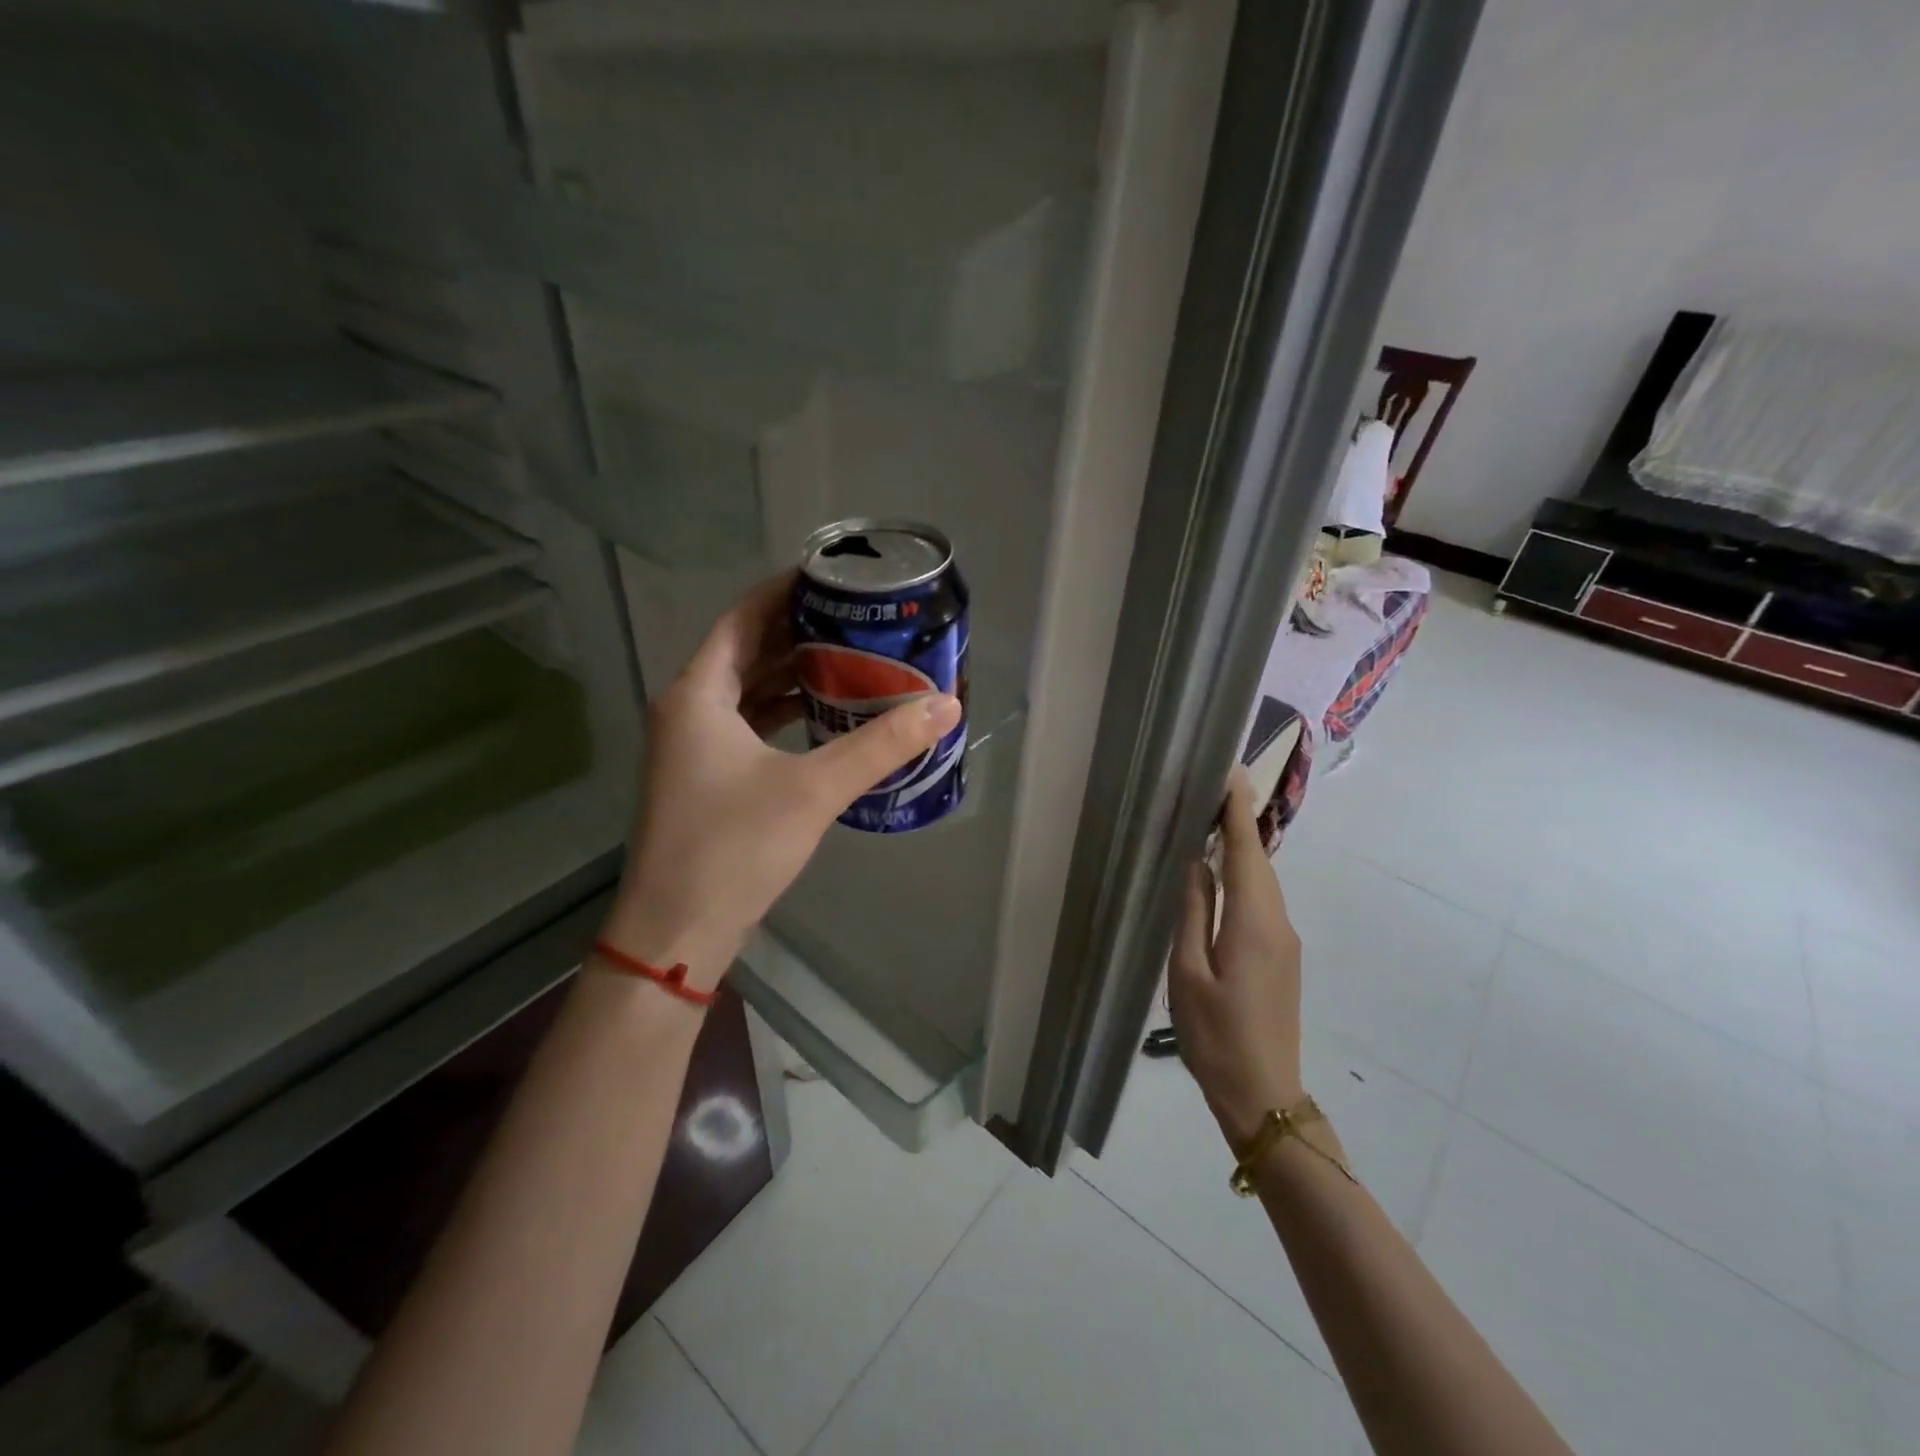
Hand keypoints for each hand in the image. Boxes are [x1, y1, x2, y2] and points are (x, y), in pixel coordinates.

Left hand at [600, 572, 961, 988]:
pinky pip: (747, 725)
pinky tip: (824, 716)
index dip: (783, 591)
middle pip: (745, 651)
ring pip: (746, 691)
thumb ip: (881, 745)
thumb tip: (946, 706)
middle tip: (854, 617)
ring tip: (849, 658)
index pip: (742, 618)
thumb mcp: (814, 789)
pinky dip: (783, 713)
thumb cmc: (735, 848)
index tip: (831, 577)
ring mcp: (692, 748)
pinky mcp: (706, 779)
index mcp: (698, 695)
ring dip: (792, 674)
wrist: (677, 934)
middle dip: (797, 632)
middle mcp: (687, 710)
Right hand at [1168, 766, 1304, 1150]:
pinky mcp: (1282, 958)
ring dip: (1241, 849)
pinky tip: (1221, 875)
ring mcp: (1285, 942)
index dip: (1238, 810)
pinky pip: (1262, 903)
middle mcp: (1278, 924)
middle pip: (1259, 862)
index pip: (1248, 852)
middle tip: (1209, 788)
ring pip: (1262, 882)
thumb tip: (1197, 863)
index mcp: (1254, 923)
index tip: (1229, 771)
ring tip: (1211, 821)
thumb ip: (1192, 913)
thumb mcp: (1188, 973)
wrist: (1263, 1095)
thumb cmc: (1216, 1036)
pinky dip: (1244, 877)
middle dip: (1238, 822)